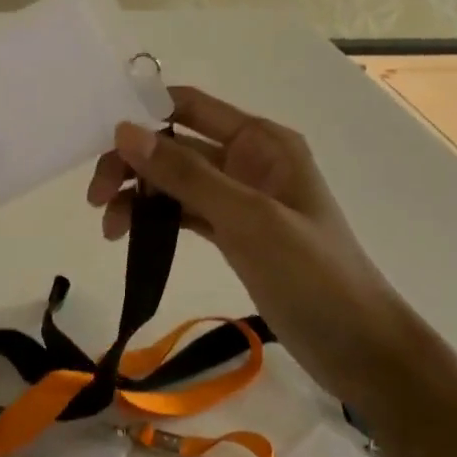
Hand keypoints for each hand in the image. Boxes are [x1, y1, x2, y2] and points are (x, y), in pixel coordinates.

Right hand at [85, 85, 400, 402]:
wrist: (360, 349)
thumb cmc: (313, 274)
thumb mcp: (247, 218)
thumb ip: (185, 174)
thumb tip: (124, 130)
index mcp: (261, 141)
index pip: (191, 107)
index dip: (145, 113)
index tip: (99, 137)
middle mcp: (248, 160)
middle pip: (176, 146)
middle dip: (134, 164)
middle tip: (96, 198)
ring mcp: (241, 198)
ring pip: (176, 182)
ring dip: (140, 195)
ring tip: (109, 228)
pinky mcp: (234, 233)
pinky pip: (185, 212)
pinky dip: (156, 219)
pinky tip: (129, 236)